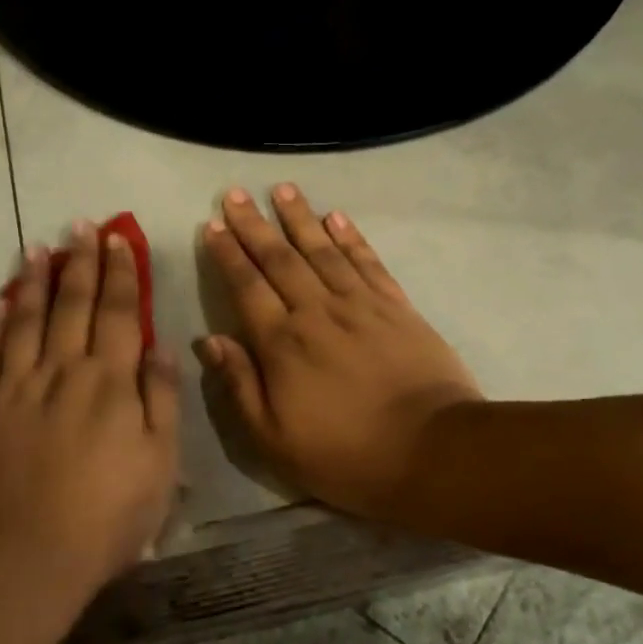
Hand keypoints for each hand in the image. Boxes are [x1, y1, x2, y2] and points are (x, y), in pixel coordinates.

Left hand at [0, 221, 180, 584]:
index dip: (120, 274)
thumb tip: (160, 347)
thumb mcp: (161, 462)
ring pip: (26, 319)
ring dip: (33, 281)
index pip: (119, 313)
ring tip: (37, 249)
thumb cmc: (110, 514)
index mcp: (110, 382)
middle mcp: (63, 371)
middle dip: (79, 263)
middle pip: (72, 305)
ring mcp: (18, 387)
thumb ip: (161, 399)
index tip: (118, 240)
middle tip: (80, 227)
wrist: (30, 553)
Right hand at [196, 185, 482, 520]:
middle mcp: (317, 311)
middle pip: (280, 258)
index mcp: (282, 343)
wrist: (432, 451)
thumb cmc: (345, 454)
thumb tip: (210, 340)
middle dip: (254, 224)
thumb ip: (240, 386)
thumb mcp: (274, 438)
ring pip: (323, 249)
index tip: (212, 226)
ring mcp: (361, 304)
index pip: (247, 286)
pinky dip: (351, 237)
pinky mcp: (398, 307)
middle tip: (234, 194)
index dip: (228, 254)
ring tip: (282, 189)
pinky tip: (337, 217)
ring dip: (300, 217)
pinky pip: (368, 262)